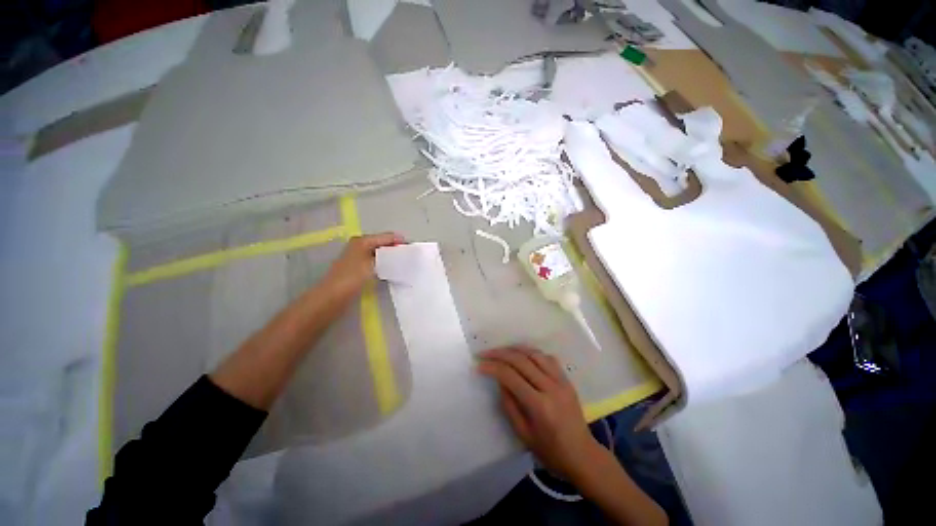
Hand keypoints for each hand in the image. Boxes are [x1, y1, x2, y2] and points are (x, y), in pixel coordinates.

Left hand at [324, 232, 404, 297]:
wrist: (332, 297)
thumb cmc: (352, 278)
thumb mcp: (373, 264)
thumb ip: (388, 257)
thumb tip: (402, 253)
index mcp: (363, 240)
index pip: (387, 237)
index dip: (400, 241)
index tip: (413, 250)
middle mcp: (360, 245)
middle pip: (383, 244)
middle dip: (396, 249)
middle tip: (410, 257)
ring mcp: (359, 256)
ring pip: (380, 253)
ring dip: (391, 257)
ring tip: (405, 263)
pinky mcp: (359, 267)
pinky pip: (377, 261)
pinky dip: (385, 264)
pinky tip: (392, 270)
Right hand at [478, 346, 600, 480]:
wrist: (583, 455)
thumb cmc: (551, 452)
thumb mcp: (523, 433)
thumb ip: (509, 404)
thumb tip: (499, 380)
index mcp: (539, 405)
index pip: (511, 377)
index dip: (492, 368)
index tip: (479, 365)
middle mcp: (551, 387)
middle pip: (521, 360)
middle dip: (500, 353)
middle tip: (485, 353)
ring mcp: (561, 381)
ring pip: (535, 354)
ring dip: (515, 349)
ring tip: (501, 350)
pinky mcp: (567, 379)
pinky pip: (548, 358)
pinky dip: (532, 353)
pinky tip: (523, 355)